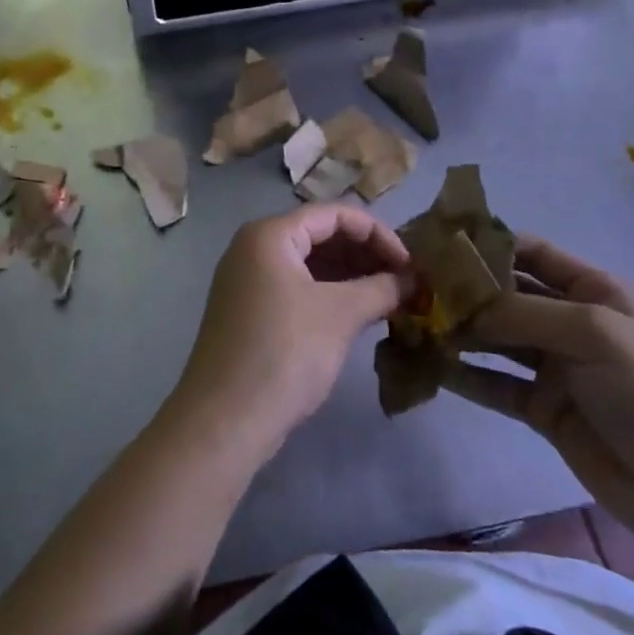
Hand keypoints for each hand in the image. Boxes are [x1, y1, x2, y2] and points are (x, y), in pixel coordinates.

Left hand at [169, 206, 410, 462]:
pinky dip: (329, 294)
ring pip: (309, 263)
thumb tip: (410, 280)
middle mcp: (254, 248)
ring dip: (350, 275)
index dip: (377, 234)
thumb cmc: (284, 352)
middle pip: (320, 235)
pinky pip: (296, 287)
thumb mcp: (340, 314)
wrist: (224, 420)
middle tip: (403, 282)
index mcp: (270, 234)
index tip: (410, 264)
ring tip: (389, 297)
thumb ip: (380, 288)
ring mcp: (248, 280)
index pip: (334, 214)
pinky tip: (359, 313)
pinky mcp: (249, 310)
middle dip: (365, 254)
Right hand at [442, 236, 633, 555]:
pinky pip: (497, 386)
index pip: (529, 252)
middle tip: (411, 286)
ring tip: (413, 324)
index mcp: (591, 290)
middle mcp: (568, 321)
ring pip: (496, 339)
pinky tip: (432, 369)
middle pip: (506, 295)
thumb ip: (525, 313)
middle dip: (463, 289)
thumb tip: (463, 306)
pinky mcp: (544, 410)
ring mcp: (555, 367)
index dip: (486, 244)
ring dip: (460, 331)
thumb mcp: (594, 333)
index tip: (437, 242)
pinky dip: (466, 377)